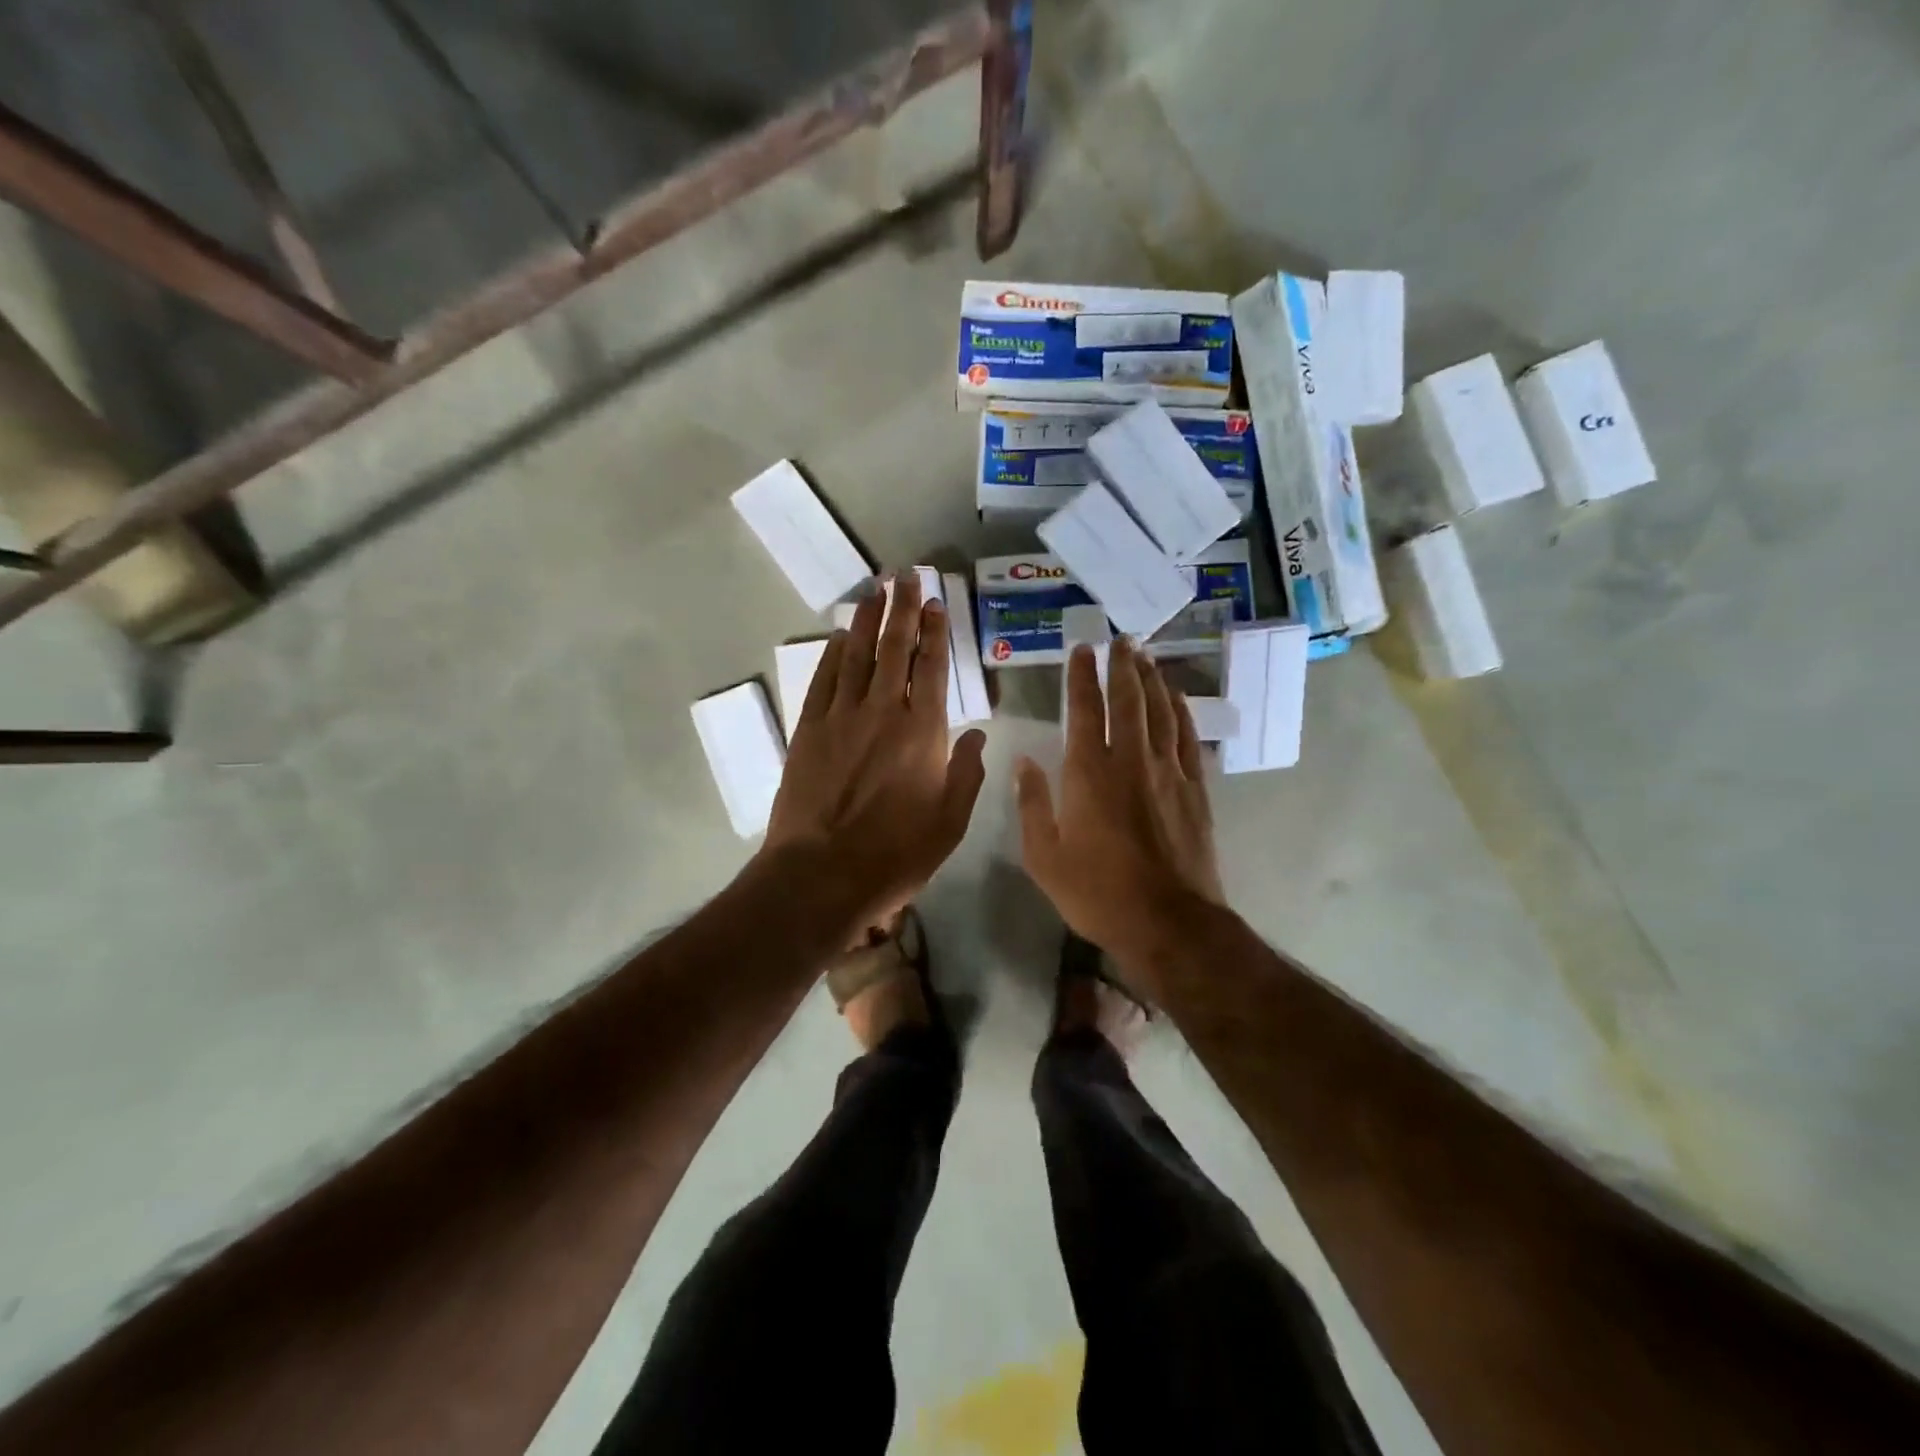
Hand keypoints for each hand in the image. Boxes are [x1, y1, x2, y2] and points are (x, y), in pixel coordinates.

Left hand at [762, 573, 987, 941]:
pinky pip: (823, 680)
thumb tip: (976, 734)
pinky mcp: (809, 730)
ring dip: (865, 621)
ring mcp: (840, 717)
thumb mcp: (950, 822)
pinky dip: (831, 654)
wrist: (820, 874)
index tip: (935, 602)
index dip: (934, 631)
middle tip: (905, 575)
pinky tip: (837, 637)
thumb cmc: (895, 854)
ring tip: (874, 591)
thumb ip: (966, 772)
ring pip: (855, 656)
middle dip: (901, 609)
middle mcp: (882, 711)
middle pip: (893, 648)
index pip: (932, 667)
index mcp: (923, 731)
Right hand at [1015, 637, 1224, 997]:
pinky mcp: (1194, 789)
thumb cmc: (1098, 893)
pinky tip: (1177, 697)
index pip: (1084, 710)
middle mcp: (1130, 761)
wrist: (1169, 923)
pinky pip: (1187, 737)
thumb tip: (1024, 762)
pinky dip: (1181, 711)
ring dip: (1152, 680)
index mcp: (1089, 774)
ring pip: (1160, 711)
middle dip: (1122, 666)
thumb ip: (1033, 805)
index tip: (1082, 650)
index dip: (1081, 677)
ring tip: (1146, 656)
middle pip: (1128, 700)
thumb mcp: (1045, 857)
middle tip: (1120, 639)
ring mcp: (1168, 772)